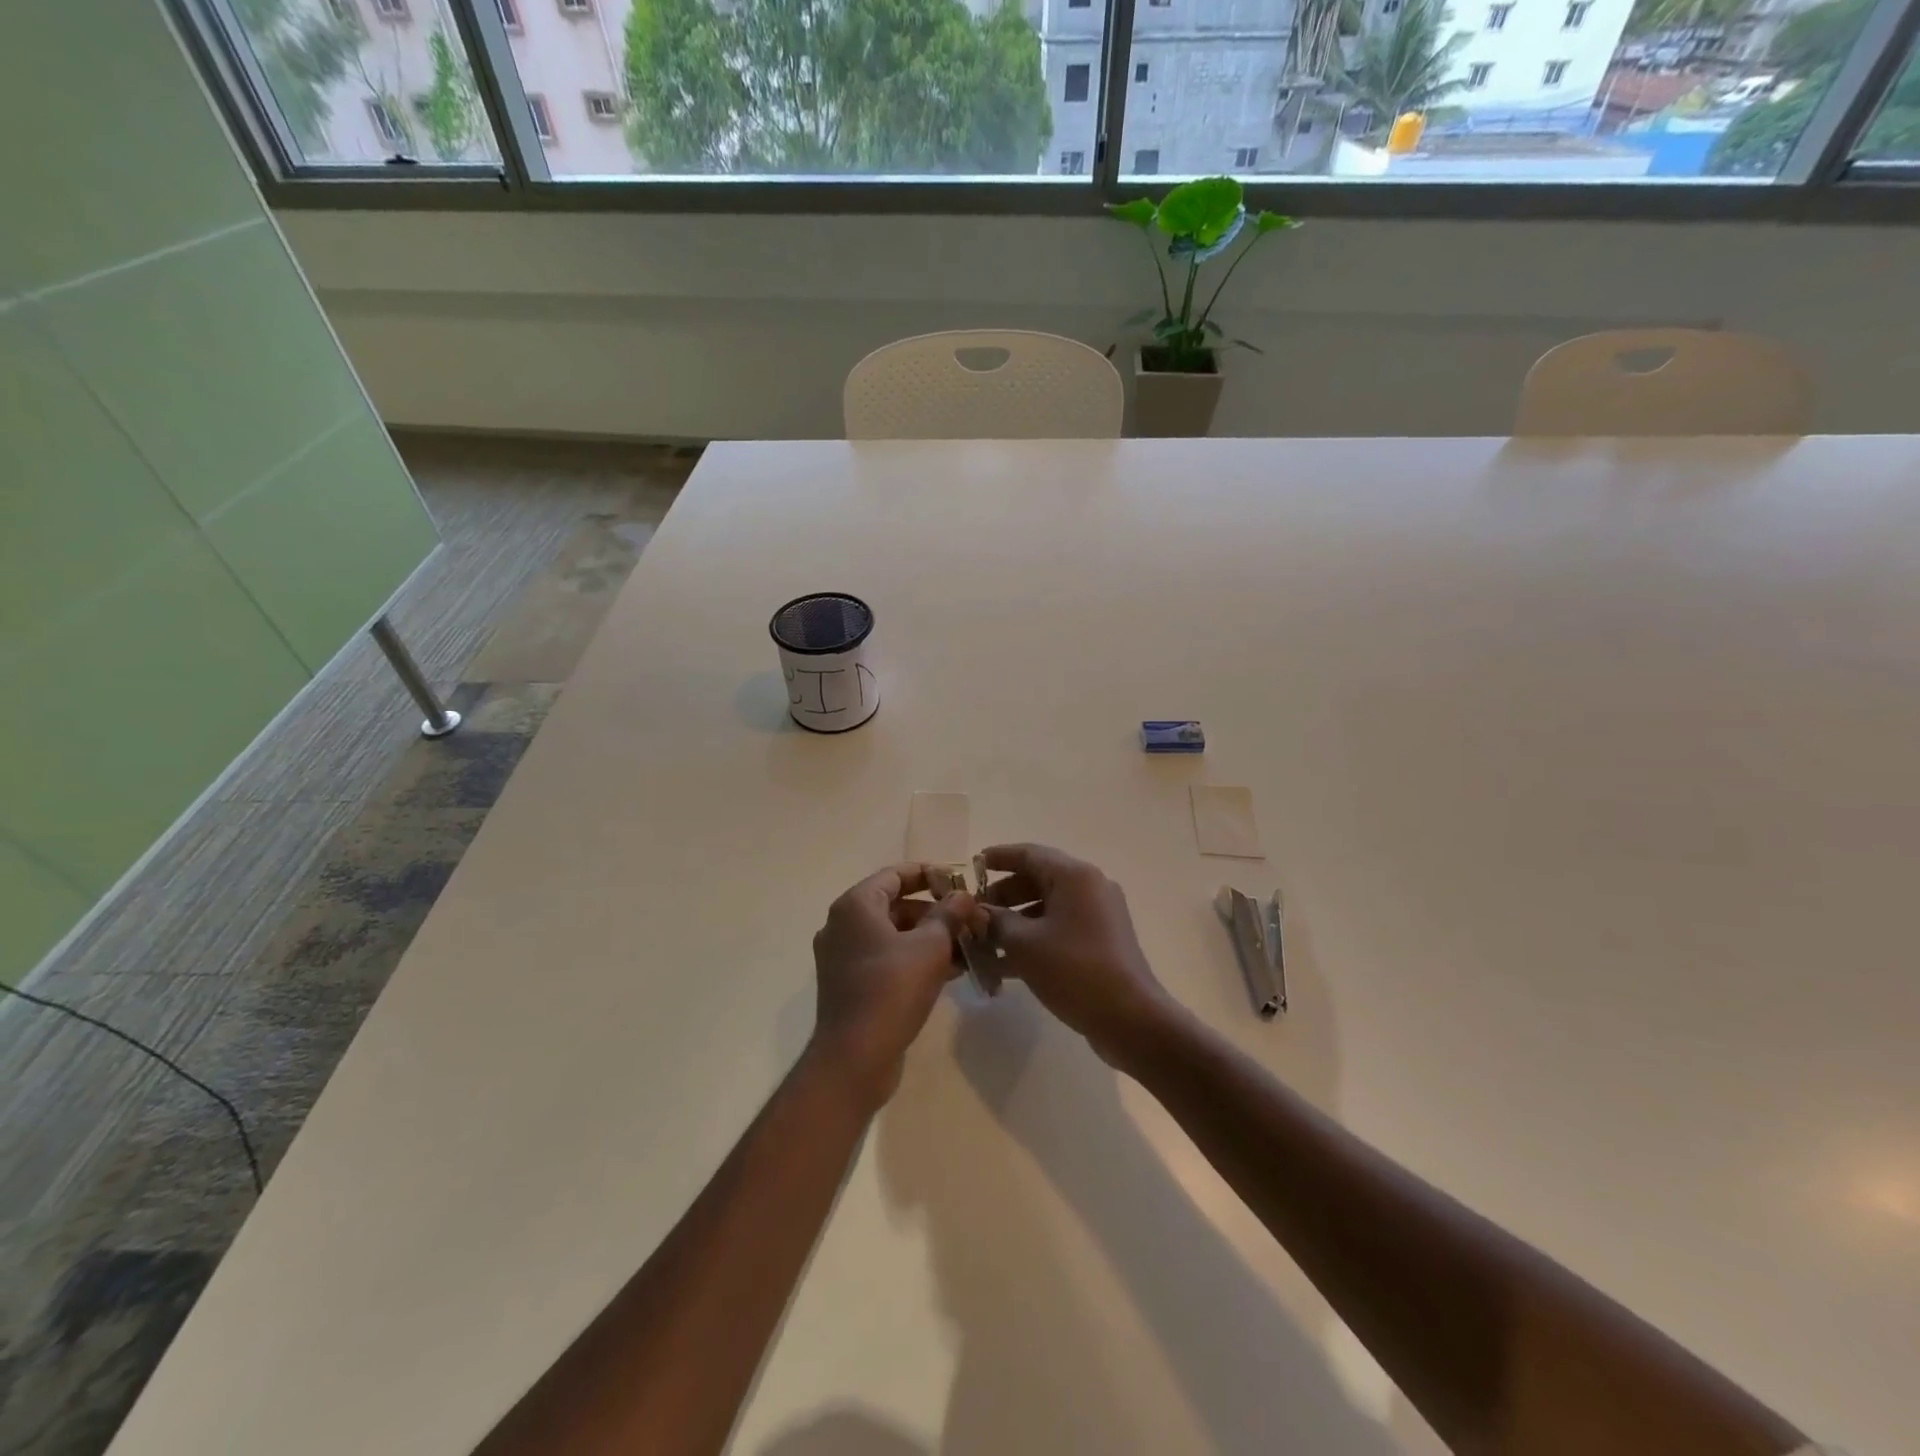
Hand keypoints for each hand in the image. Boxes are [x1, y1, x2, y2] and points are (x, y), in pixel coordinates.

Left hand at [810, 864, 972, 1110]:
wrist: (854, 1058)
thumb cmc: (892, 989)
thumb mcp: (930, 946)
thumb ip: (948, 914)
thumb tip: (963, 895)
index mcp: (855, 906)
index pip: (894, 875)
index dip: (928, 874)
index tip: (959, 880)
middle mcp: (842, 925)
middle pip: (894, 905)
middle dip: (934, 911)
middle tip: (969, 918)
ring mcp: (843, 957)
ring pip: (893, 935)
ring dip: (929, 937)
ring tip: (967, 945)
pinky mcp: (850, 985)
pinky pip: (886, 959)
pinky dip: (914, 959)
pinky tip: (951, 971)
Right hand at [977, 844, 1181, 1070]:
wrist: (1130, 1017)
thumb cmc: (1073, 969)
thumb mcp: (1024, 943)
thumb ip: (996, 921)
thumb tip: (979, 913)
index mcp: (1074, 876)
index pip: (1029, 854)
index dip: (999, 857)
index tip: (973, 865)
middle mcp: (1090, 887)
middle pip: (1039, 879)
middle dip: (1004, 895)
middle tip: (976, 913)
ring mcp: (1100, 915)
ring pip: (1048, 907)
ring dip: (1016, 921)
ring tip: (985, 942)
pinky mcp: (1102, 941)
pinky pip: (1061, 928)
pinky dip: (1035, 938)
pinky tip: (1007, 966)